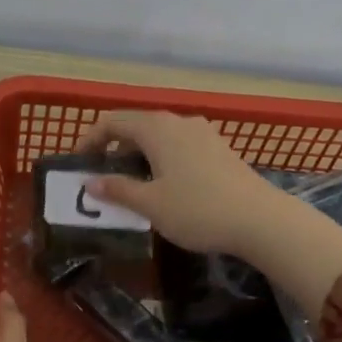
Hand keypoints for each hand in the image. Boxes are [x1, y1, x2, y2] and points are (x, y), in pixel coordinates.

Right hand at [78, 111, 283, 256]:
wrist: (260, 220)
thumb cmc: (197, 210)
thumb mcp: (150, 204)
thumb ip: (117, 190)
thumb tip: (90, 183)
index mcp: (157, 128)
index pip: (113, 121)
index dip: (91, 139)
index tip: (80, 164)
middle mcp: (179, 122)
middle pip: (136, 125)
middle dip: (114, 146)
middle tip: (102, 175)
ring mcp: (203, 133)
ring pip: (160, 135)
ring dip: (139, 153)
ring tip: (131, 182)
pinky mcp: (219, 149)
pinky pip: (179, 145)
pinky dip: (161, 158)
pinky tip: (165, 184)